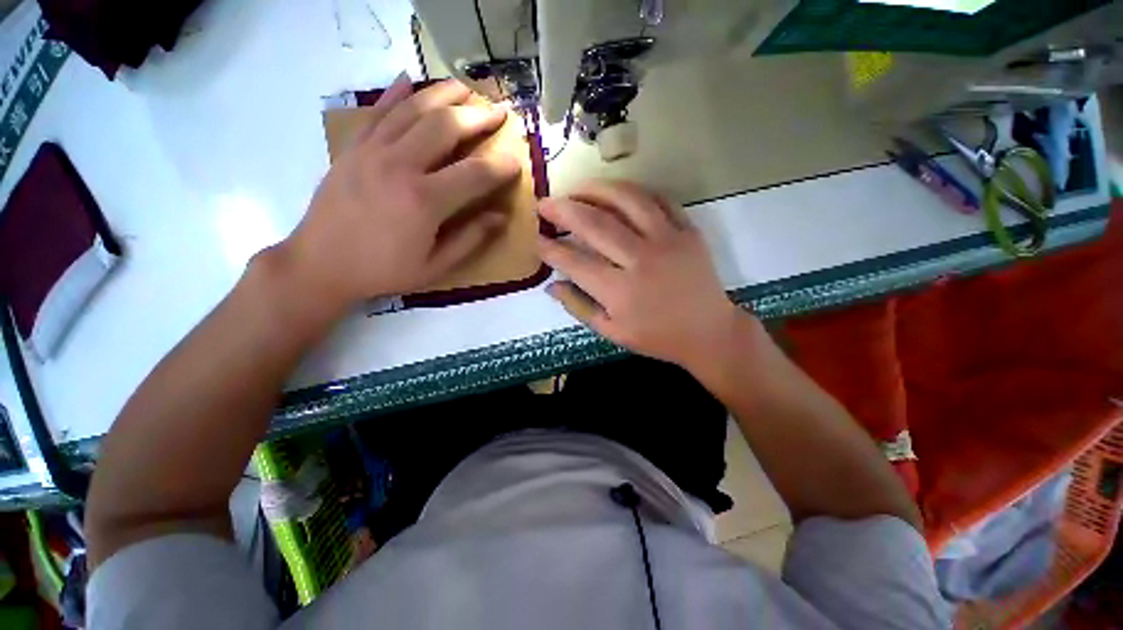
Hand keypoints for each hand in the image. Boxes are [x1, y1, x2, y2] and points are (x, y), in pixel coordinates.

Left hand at [280, 76, 520, 309]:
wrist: (321, 264)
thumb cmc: (384, 270)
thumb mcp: (435, 266)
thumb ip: (470, 239)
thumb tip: (500, 217)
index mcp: (424, 201)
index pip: (474, 174)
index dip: (500, 167)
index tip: (516, 162)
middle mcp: (399, 166)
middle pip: (445, 126)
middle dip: (477, 116)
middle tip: (498, 112)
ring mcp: (372, 151)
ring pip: (412, 109)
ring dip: (443, 94)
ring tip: (465, 88)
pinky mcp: (352, 148)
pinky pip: (377, 112)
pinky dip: (395, 94)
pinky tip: (409, 81)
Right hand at [537, 180, 746, 368]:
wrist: (708, 332)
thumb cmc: (657, 337)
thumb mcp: (612, 332)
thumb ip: (579, 307)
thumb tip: (551, 285)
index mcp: (619, 291)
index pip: (574, 261)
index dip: (550, 248)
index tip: (536, 238)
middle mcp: (640, 260)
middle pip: (594, 224)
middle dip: (562, 210)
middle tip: (544, 204)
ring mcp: (667, 240)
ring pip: (626, 200)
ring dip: (595, 190)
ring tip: (575, 189)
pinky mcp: (688, 230)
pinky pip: (658, 199)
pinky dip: (633, 191)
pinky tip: (616, 192)